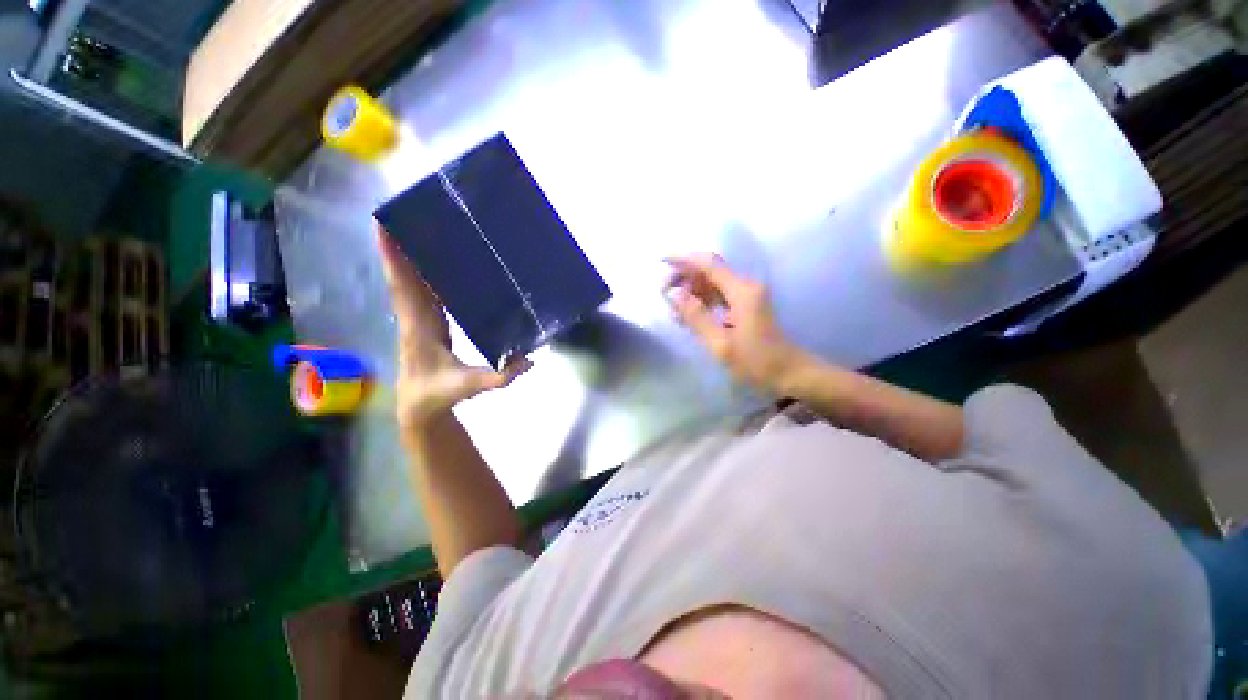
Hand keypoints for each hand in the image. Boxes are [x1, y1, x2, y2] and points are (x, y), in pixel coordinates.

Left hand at [377, 223, 530, 428]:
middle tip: (399, 211)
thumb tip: (530, 361)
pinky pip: (419, 291)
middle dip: (397, 245)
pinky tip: (429, 259)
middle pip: (402, 276)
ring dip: (406, 255)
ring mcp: (418, 318)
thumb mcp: (471, 387)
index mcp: (419, 327)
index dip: (395, 260)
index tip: (383, 227)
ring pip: (408, 281)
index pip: (404, 288)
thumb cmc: (440, 394)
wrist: (419, 406)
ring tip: (413, 226)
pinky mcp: (426, 321)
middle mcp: (413, 317)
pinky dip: (418, 272)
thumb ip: (499, 377)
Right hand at [665, 253, 802, 394]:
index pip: (707, 264)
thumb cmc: (757, 362)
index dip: (682, 259)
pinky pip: (719, 295)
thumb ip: (696, 317)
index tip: (660, 261)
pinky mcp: (746, 306)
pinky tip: (689, 315)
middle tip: (663, 294)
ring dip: (691, 290)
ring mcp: (747, 295)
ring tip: (673, 309)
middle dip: (684, 276)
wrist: (790, 374)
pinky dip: (702, 300)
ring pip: (713, 283)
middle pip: (709, 270)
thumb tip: (674, 294)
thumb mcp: (721, 344)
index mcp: (741, 292)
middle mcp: (745, 286)